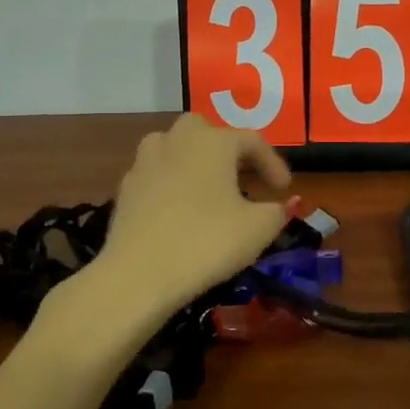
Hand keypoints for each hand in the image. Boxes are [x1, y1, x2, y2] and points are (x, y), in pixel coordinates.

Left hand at [96, 114, 291, 318]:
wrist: (138, 274)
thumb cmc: (207, 242)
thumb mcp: (258, 230)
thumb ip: (276, 211)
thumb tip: (278, 206)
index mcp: (213, 142)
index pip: (252, 141)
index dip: (273, 163)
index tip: (284, 189)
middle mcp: (177, 140)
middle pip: (207, 133)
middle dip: (228, 152)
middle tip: (244, 179)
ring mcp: (145, 162)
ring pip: (176, 149)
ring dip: (196, 163)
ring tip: (210, 191)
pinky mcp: (125, 188)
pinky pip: (158, 176)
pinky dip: (173, 186)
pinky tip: (181, 212)